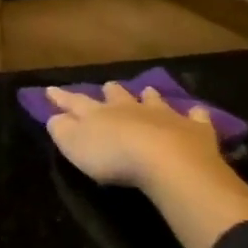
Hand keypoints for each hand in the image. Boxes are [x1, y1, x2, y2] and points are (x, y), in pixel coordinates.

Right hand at [44, 82, 229, 195]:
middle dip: (111, 91)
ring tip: (147, 90)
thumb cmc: (113, 156)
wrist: (166, 161)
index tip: (50, 89)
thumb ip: (61, 129)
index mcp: (98, 113)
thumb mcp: (74, 145)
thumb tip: (54, 117)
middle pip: (117, 95)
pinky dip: (195, 114)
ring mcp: (163, 115)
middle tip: (108, 86)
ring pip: (153, 100)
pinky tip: (197, 112)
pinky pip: (196, 117)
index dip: (61, 97)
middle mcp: (129, 108)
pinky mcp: (194, 129)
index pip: (74, 102)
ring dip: (148, 96)